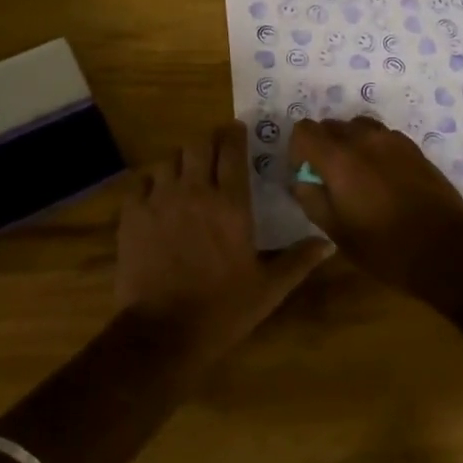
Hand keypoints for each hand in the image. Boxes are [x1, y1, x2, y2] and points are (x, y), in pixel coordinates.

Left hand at [115, 121, 331, 362]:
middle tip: (214, 147)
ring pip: (169, 158)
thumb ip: (298, 261)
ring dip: (181, 160)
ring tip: (186, 171)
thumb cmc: (221, 310)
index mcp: (231, 204)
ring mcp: (160, 199)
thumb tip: (328, 243)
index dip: (235, 134)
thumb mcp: (268, 289)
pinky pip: (141, 180)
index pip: (232, 151)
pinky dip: (151, 180)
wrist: (162, 333)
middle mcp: (196, 191)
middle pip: (199, 145)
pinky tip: (156, 192)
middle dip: (208, 141)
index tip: (237, 129)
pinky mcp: (133, 214)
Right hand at [289, 117, 462, 299]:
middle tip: (329, 179)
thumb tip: (302, 180)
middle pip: (330, 125)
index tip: (306, 175)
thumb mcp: (338, 233)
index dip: (298, 150)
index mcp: (340, 158)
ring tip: (357, 176)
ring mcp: (392, 140)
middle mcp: (364, 139)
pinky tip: (383, 179)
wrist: (448, 252)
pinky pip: (382, 136)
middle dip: (322, 147)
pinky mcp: (414, 148)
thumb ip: (311, 199)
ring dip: (349, 144)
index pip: (304, 130)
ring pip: (357, 127)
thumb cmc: (386, 248)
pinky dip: (373, 148)